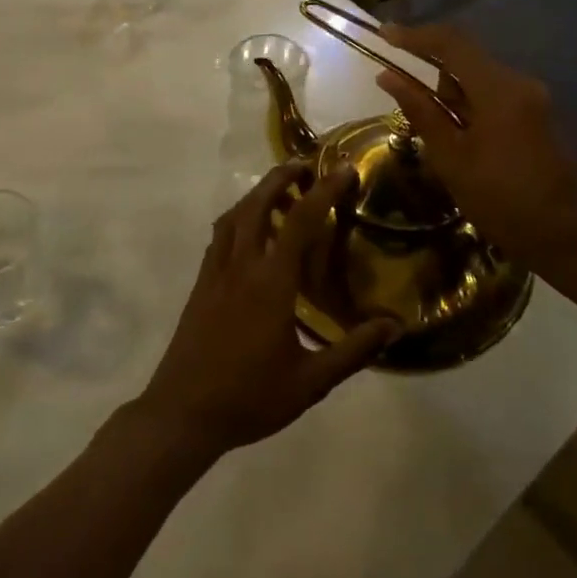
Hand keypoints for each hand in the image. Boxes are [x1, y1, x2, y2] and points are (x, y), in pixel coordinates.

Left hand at [134, 162, 399, 459]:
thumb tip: (394, 326)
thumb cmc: (249, 397)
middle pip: (257, 204)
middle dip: (280, 177)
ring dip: (256, 194)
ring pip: (234, 216)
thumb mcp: (310, 382)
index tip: (343, 170)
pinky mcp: (201, 284)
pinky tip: (247, 230)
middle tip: (304, 165)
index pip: (299, 222)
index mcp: (270, 283)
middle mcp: (241, 266)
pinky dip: (237, 218)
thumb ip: (352, 351)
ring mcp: (215, 272)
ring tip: (278, 189)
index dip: (323, 191)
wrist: (183, 412)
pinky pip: (219, 236)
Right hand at [375, 22, 576, 282]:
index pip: (451, 42)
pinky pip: (498, 100)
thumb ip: (421, 112)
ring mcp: (537, 101)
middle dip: (434, 82)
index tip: (383, 36)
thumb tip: (387, 76)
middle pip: (466, 61)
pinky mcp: (544, 119)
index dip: (414, 35)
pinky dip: (474, 114)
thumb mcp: (453, 161)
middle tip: (415, 122)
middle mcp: (522, 84)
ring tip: (446, 150)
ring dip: (454, 102)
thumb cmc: (508, 204)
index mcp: (499, 89)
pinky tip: (470, 152)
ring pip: (481, 83)